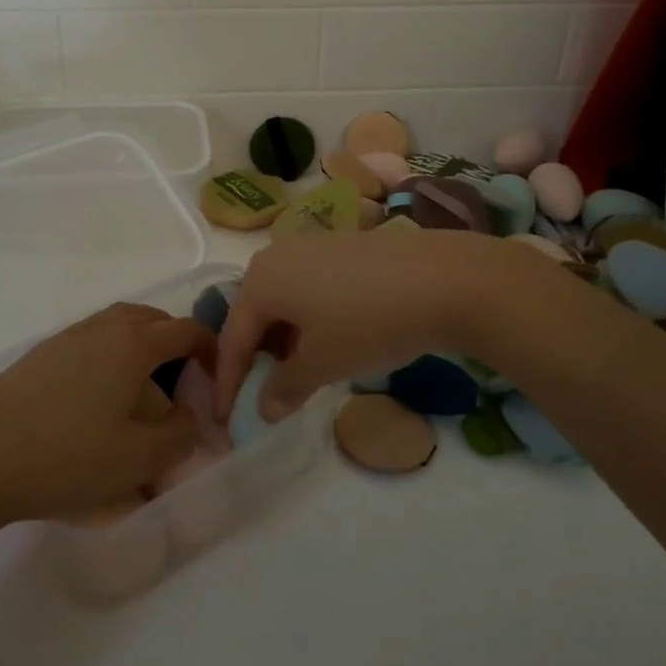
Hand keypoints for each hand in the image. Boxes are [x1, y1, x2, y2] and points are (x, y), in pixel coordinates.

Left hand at [0, 303, 208, 525]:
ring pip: (117, 326)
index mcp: (133, 344)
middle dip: (174, 341)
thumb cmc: (67, 457)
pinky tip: (96, 398)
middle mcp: (102, 328)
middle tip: (182, 379)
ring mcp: (66, 338)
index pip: (186, 330)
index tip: (216, 376)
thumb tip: (189, 417)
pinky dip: (108, 356)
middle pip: (151, 319)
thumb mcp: (139, 459)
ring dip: (139, 347)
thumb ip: (180, 435)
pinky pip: (89, 342)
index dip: (210, 348)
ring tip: (141, 388)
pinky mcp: (39, 355)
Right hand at [216, 230, 519, 422]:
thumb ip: (285, 387)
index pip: (233, 338)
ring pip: (284, 301)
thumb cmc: (368, 322)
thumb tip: (264, 408)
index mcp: (260, 280)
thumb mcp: (323, 363)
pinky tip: (330, 339)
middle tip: (261, 393)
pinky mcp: (341, 247)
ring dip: (284, 340)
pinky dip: (308, 319)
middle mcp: (277, 255)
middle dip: (256, 357)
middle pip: (255, 314)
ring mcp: (311, 246)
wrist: (441, 277)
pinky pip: (308, 288)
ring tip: (299, 372)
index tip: (224, 419)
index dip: (228, 383)